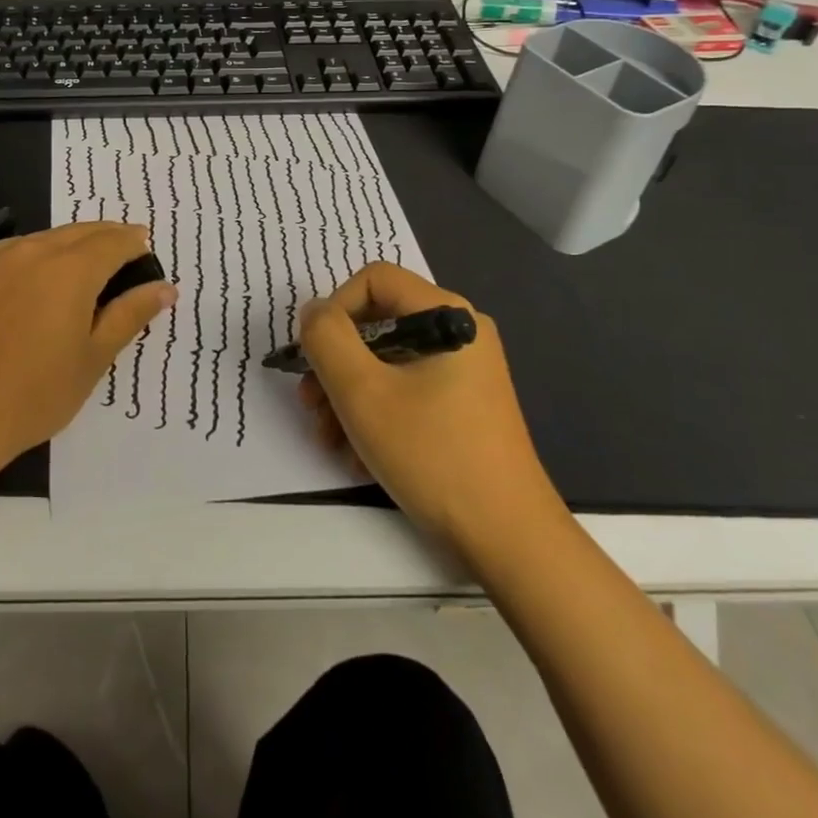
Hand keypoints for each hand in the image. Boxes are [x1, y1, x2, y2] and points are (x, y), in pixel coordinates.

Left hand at [0, 222, 175, 468]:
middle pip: (81, 232)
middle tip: (124, 256)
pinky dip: (37, 254)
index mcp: (71, 270)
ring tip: (85, 269)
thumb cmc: (34, 394)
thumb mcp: (93, 358)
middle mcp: (33, 252)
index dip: (135, 243)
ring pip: (46, 238)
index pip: (115, 241)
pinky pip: (14, 251)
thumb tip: (165, 288)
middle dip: (107, 238)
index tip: (146, 253)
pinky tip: (37, 278)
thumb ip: (130, 315)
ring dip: (72, 244)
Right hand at [297, 262, 562, 548]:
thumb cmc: (433, 454)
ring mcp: (464, 372)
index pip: (374, 279)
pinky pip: (406, 391)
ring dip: (348, 396)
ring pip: (386, 363)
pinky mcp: (462, 406)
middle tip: (310, 404)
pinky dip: (376, 415)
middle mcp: (460, 333)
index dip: (334, 309)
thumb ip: (327, 339)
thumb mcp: (362, 392)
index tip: (313, 356)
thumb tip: (314, 311)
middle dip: (335, 364)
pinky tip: (359, 456)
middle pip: (378, 324)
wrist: (507, 538)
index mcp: (447, 315)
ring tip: (329, 439)